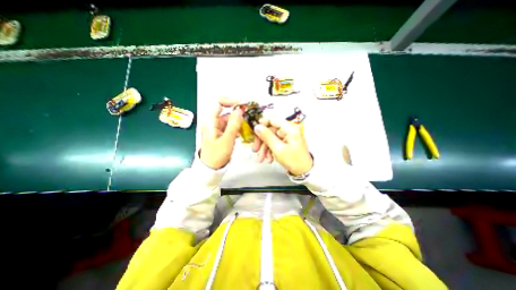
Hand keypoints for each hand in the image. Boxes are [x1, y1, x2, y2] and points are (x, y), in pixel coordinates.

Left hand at [199, 98, 243, 169]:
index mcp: (210, 121)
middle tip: (249, 113)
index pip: (219, 103)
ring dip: (238, 120)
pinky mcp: (222, 132)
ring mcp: (217, 127)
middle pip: (225, 110)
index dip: (231, 101)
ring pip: (229, 118)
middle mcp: (213, 122)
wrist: (211, 168)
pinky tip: (243, 130)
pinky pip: (230, 126)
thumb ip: (234, 124)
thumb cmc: (217, 155)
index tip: (243, 104)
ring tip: (248, 123)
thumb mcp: (227, 139)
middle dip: (237, 111)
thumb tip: (240, 109)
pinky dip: (237, 126)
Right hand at [255, 116, 314, 174]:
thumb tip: (257, 126)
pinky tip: (269, 159)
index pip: (273, 119)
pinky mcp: (285, 142)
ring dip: (265, 148)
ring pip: (271, 138)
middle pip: (270, 130)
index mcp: (290, 128)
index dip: (262, 124)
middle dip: (262, 141)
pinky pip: (275, 143)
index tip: (253, 132)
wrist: (304, 171)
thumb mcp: (278, 149)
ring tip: (261, 159)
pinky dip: (270, 151)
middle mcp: (288, 130)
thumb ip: (267, 136)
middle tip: (255, 150)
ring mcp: (287, 136)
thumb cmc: (293, 160)